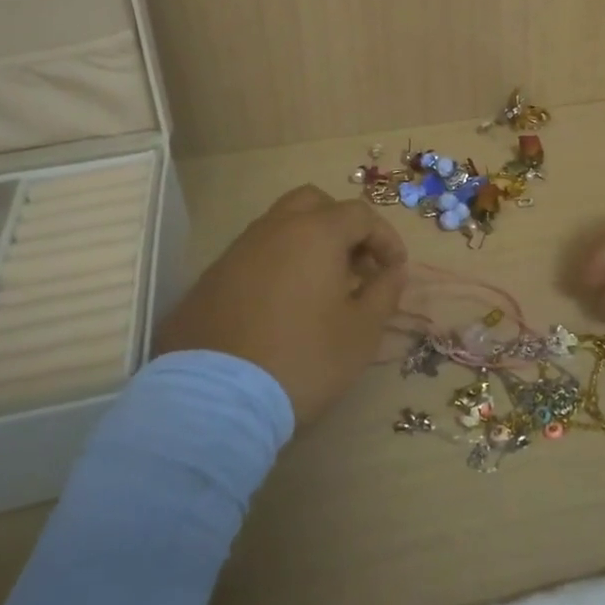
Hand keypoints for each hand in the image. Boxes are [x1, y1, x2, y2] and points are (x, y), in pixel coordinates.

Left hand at [153, 186, 407, 424]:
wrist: (217, 400)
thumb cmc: (305, 358)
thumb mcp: (362, 331)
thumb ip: (385, 291)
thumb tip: (393, 270)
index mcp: (315, 233)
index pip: (360, 214)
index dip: (386, 238)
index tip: (394, 270)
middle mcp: (273, 229)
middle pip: (313, 204)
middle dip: (340, 225)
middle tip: (354, 264)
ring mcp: (236, 251)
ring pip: (278, 227)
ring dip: (306, 244)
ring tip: (320, 287)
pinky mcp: (210, 279)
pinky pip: (253, 256)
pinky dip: (276, 266)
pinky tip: (281, 306)